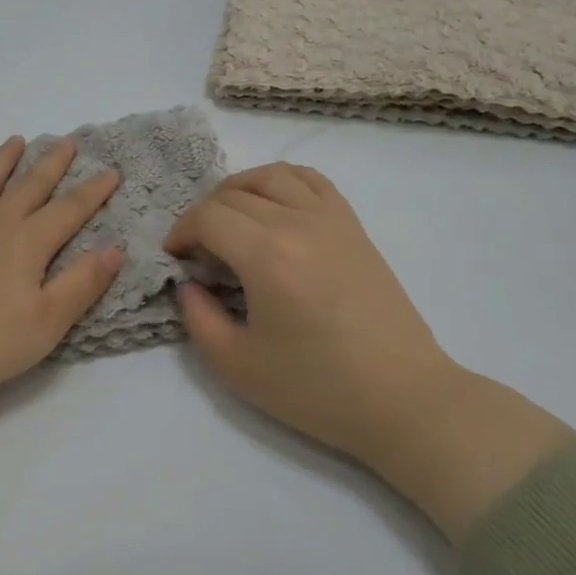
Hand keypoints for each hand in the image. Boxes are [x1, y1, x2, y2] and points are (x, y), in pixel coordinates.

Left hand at [0, 135, 124, 412]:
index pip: (69, 209)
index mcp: (28, 242)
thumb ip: (82, 283)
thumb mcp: (47, 322)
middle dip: (52, 162)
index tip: (113, 171)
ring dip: (2, 160)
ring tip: (13, 141)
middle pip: (29, 185)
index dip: (93, 191)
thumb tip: (116, 248)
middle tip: (67, 140)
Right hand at [166, 163, 575, 538]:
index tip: (174, 258)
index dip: (181, 231)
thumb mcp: (237, 366)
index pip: (208, 217)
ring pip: (272, 176)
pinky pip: (312, 181)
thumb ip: (198, 318)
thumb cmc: (316, 389)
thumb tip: (189, 284)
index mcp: (267, 256)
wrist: (401, 398)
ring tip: (229, 220)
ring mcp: (332, 220)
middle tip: (198, 252)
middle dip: (204, 216)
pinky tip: (273, 206)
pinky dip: (283, 182)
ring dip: (238, 190)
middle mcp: (299, 223)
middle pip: (234, 194)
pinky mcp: (354, 228)